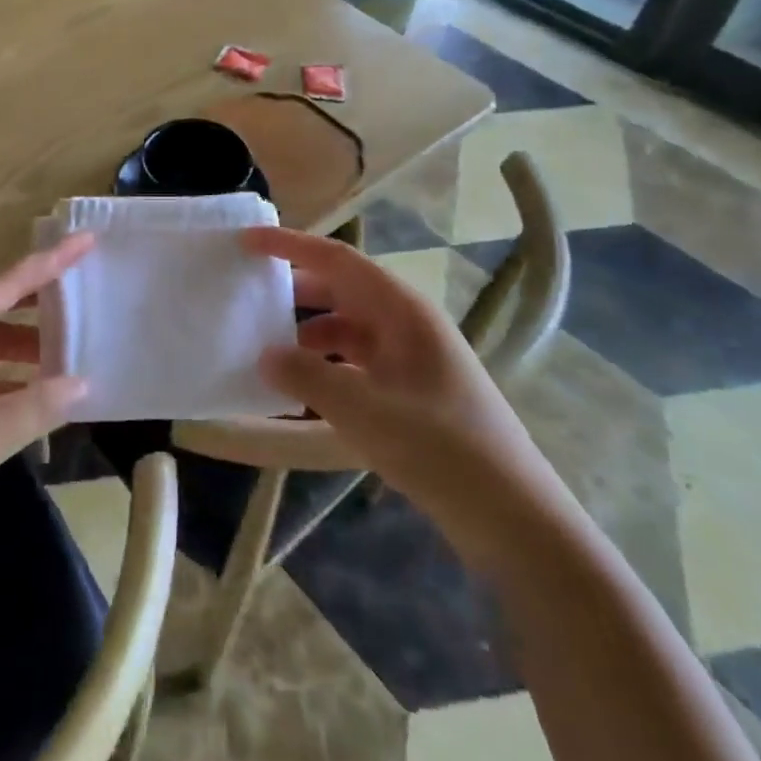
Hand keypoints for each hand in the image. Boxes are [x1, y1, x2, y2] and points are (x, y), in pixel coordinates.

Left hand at [0, 234, 94, 583]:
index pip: (6, 283)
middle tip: (88, 294)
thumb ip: (36, 406)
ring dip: (25, 348)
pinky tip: (34, 396)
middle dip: (41, 303)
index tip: (87, 239)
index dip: (50, 261)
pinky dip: (5, 380)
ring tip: (72, 352)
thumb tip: (83, 382)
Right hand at [247, 227, 566, 566]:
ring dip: (308, 332)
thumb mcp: (364, 409)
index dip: (290, 244)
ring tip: (267, 349)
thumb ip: (307, 375)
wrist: (514, 518)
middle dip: (295, 289)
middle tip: (249, 296)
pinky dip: (326, 366)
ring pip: (348, 327)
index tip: (246, 241)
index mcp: (402, 310)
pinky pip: (358, 361)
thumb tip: (265, 354)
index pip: (337, 259)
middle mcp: (407, 324)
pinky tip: (302, 392)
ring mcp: (412, 358)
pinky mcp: (412, 392)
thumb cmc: (440, 448)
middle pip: (342, 289)